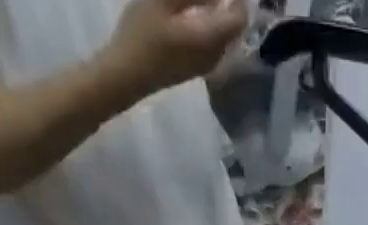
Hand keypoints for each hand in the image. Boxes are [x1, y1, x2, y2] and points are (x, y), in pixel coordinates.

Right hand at [105, 0, 247, 97]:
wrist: (128, 74)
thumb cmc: (142, 33)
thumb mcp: (164, 0)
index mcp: (210, 39)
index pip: (239, 17)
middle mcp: (215, 56)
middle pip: (232, 27)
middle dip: (227, 4)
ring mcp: (205, 65)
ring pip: (222, 36)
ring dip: (216, 14)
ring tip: (198, 2)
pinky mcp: (196, 68)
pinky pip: (212, 44)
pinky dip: (208, 25)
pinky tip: (192, 13)